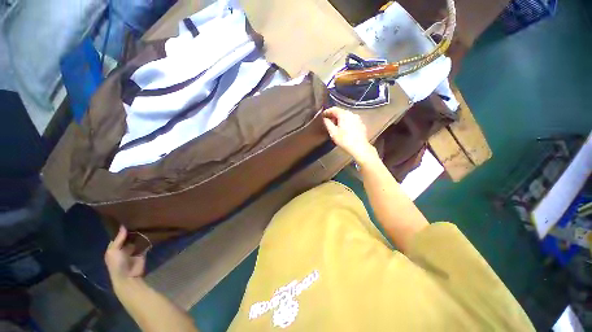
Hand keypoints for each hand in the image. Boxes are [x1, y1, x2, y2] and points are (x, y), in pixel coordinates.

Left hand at [104, 226, 145, 286]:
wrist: (128, 276)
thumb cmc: (117, 263)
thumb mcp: (113, 251)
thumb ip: (118, 239)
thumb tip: (123, 226)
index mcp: (113, 249)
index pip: (117, 237)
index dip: (121, 230)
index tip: (126, 220)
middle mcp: (123, 249)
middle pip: (127, 238)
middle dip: (131, 232)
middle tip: (138, 220)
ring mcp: (133, 251)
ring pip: (136, 241)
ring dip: (139, 235)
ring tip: (145, 224)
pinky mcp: (141, 253)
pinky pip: (144, 245)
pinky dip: (146, 240)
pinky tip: (150, 232)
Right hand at [323, 108, 377, 164]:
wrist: (359, 147)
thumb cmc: (344, 140)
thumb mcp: (333, 133)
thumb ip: (328, 124)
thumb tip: (325, 119)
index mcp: (344, 114)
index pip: (334, 109)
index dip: (327, 111)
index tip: (323, 115)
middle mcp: (352, 114)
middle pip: (341, 112)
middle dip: (334, 116)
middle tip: (329, 122)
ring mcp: (358, 118)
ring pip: (347, 116)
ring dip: (340, 119)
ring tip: (336, 126)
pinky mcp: (361, 124)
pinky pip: (352, 120)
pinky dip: (346, 122)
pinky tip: (345, 130)